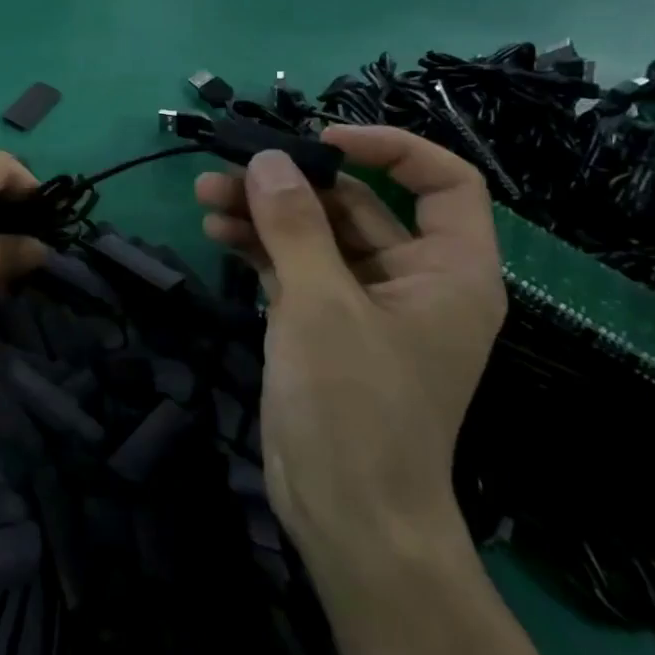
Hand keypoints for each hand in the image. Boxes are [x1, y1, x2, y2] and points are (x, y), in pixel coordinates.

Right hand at [195, 125, 505, 565]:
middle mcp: (412, 281)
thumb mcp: (321, 305)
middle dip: (293, 184)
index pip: (443, 183)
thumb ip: (295, 225)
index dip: (389, 148)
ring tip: (206, 195)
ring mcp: (363, 305)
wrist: (346, 515)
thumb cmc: (354, 407)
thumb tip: (270, 158)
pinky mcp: (323, 327)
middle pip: (358, 206)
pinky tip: (217, 233)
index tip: (322, 139)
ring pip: (315, 236)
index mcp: (448, 272)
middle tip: (231, 169)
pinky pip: (293, 268)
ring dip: (264, 212)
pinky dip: (258, 247)